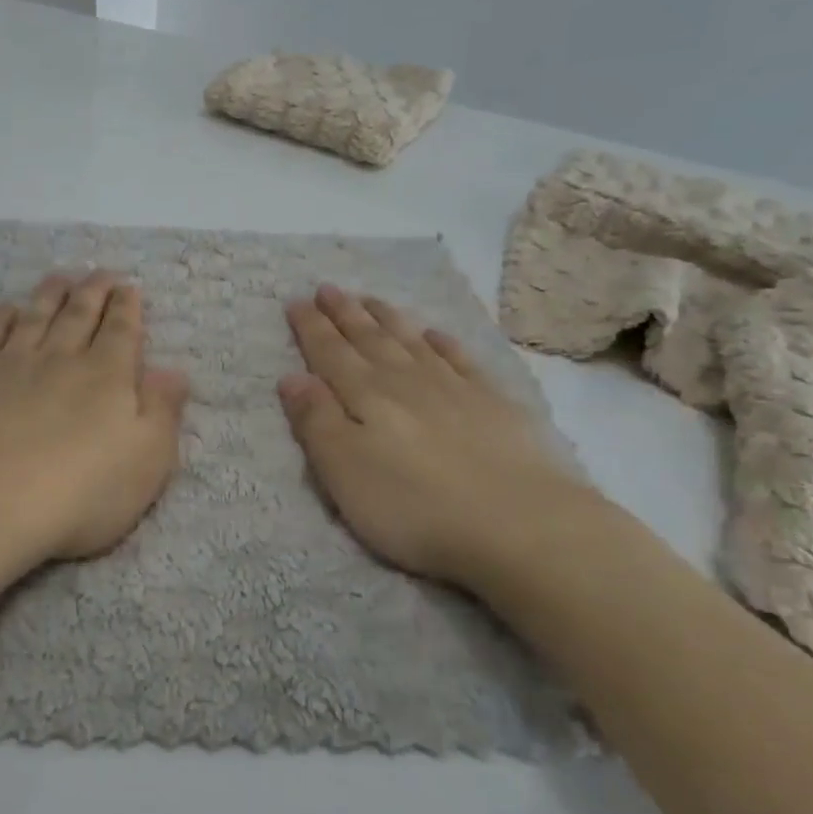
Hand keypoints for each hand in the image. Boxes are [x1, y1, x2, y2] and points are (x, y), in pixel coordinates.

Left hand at [0, 270, 189, 579]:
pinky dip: (1, 317)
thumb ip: (162, 412)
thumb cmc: (77, 495)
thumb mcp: (146, 463)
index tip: (130, 285)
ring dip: (51, 294)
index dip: (128, 306)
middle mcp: (60, 359)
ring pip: (36, 316)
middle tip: (101, 272)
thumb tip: (174, 370)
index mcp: (106, 376)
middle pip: (80, 314)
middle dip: (94, 291)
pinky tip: (7, 309)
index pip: (122, 330)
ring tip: (61, 276)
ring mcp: (11, 364)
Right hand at [278, 285, 608, 590]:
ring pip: (411, 342)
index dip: (311, 327)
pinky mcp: (494, 404)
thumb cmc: (414, 506)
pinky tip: (435, 333)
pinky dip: (444, 343)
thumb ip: (315, 421)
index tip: (296, 300)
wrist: (520, 524)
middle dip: (345, 313)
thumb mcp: (343, 471)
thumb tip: (292, 377)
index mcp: (365, 395)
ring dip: (387, 319)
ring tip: (370, 299)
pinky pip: (460, 360)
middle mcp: (406, 381)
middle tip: (328, 288)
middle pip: (369, 339)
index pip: (329, 353)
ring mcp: (454, 388)